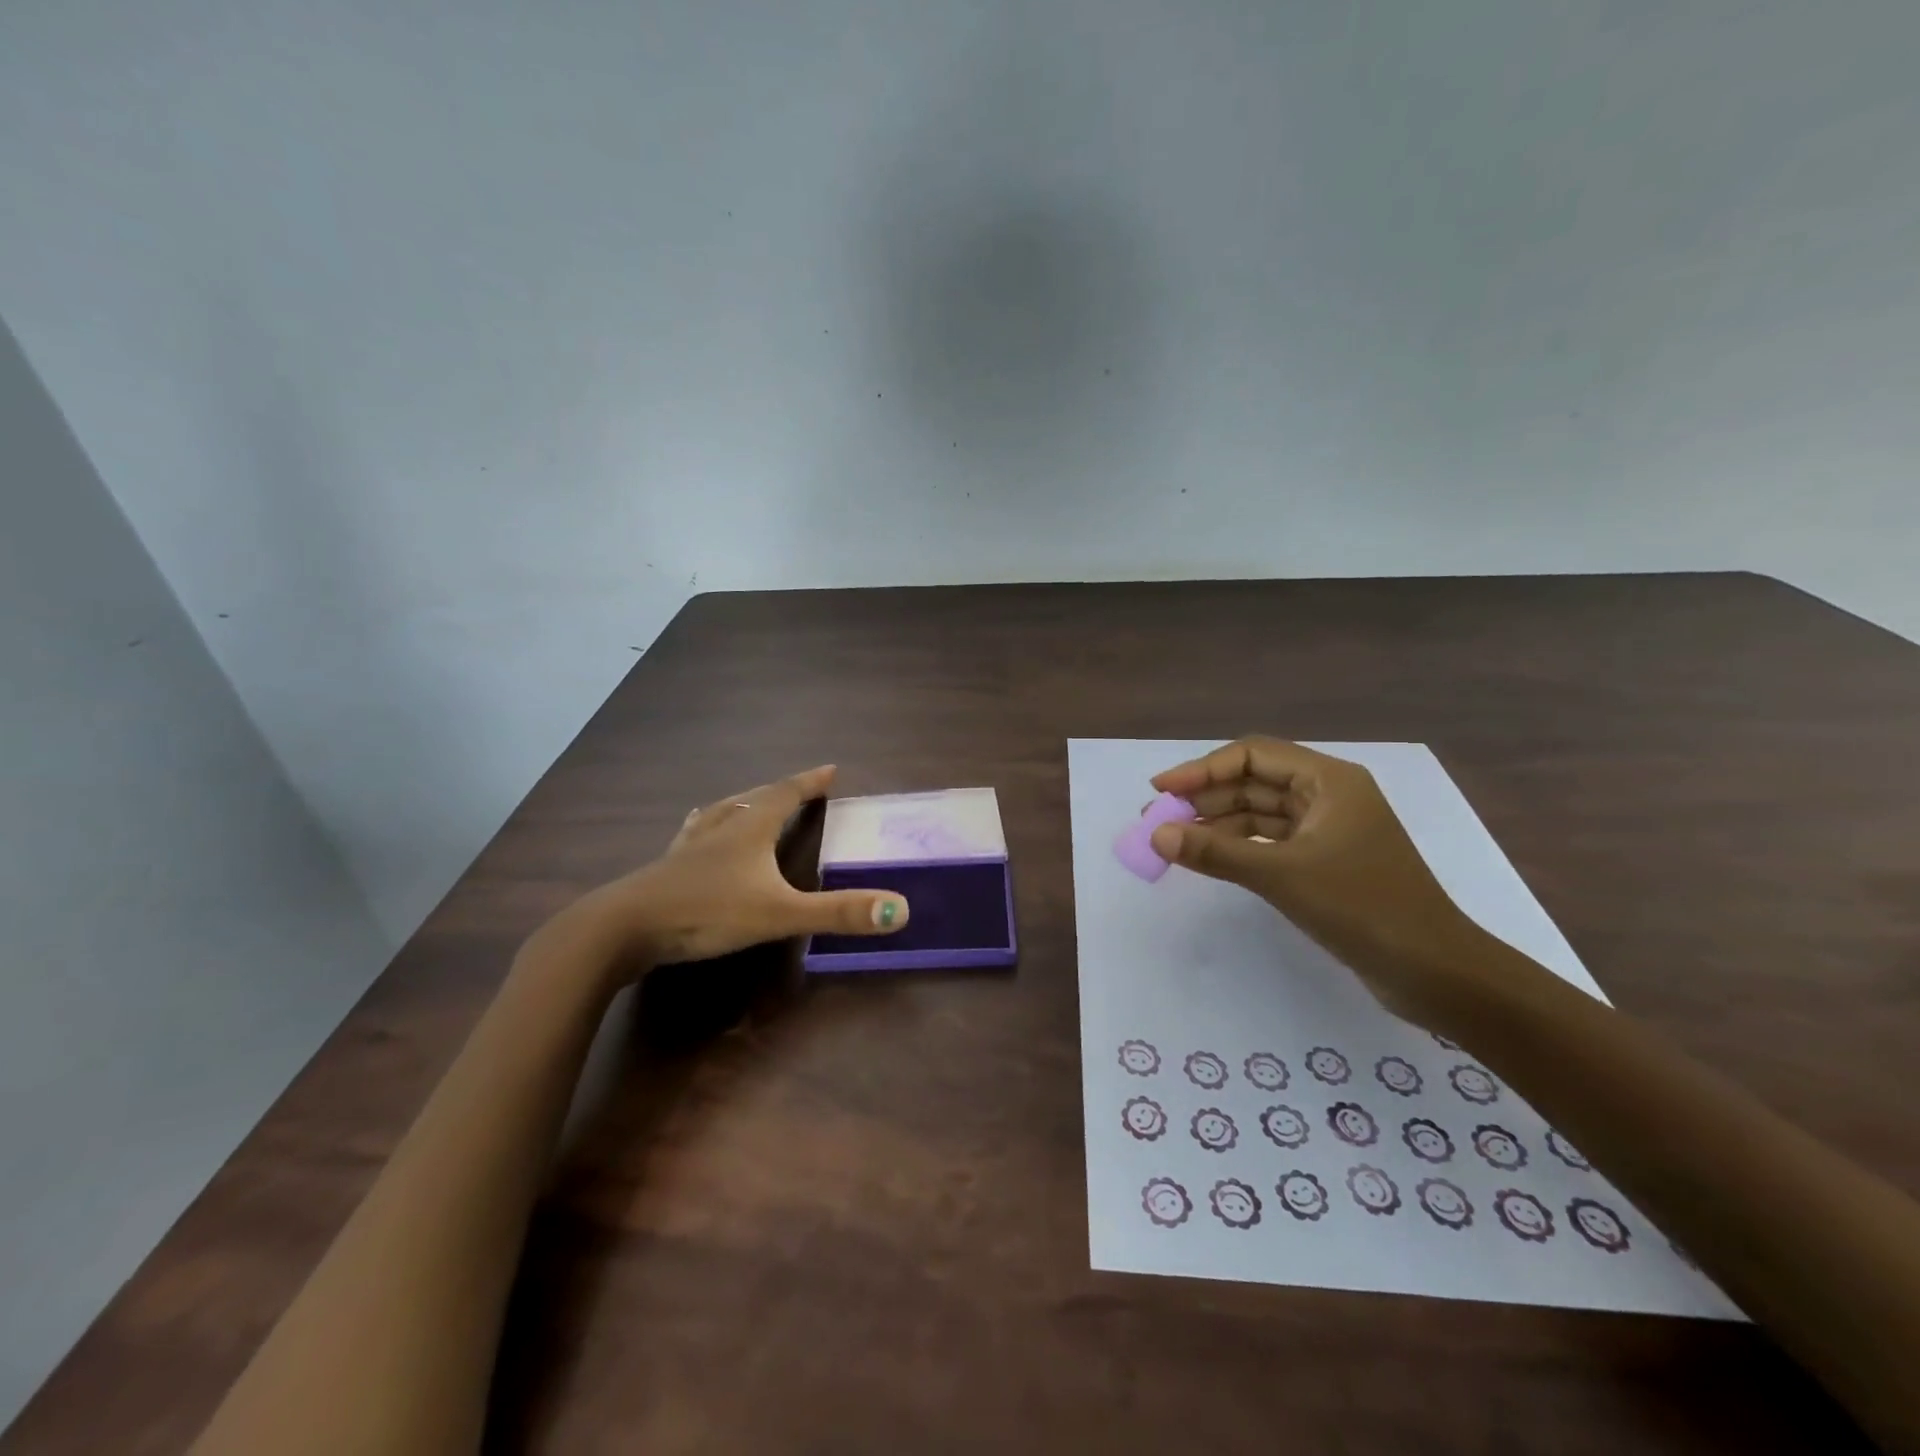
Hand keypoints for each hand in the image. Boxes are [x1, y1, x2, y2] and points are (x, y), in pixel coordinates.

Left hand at [545, 765, 908, 976]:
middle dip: (781, 790)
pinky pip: (695, 834)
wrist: (621, 929)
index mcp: (749, 828)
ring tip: (752, 800)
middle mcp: (720, 828)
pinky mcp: (667, 868)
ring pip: (722, 812)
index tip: (831, 769)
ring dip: (744, 803)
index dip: (810, 782)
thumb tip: (900, 909)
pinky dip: (708, 826)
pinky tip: (697, 829)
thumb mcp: (779, 914)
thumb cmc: (706, 912)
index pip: (786, 793)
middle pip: (754, 798)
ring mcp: (688, 847)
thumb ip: (837, 913)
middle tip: (800, 787)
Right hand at [1149, 738, 1487, 1024]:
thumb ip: (1216, 852)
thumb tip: (1157, 836)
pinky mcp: (1326, 863)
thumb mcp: (1282, 875)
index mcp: (1329, 780)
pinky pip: (1270, 843)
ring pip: (1260, 814)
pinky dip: (1238, 848)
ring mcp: (1329, 831)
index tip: (1160, 791)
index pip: (1252, 756)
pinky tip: (1208, 859)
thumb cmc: (1363, 907)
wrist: (1435, 972)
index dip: (1201, 770)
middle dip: (1205, 798)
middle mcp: (1329, 796)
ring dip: (1217, 824)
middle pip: (1254, 783)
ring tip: (1173, 841)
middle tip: (1158, 820)